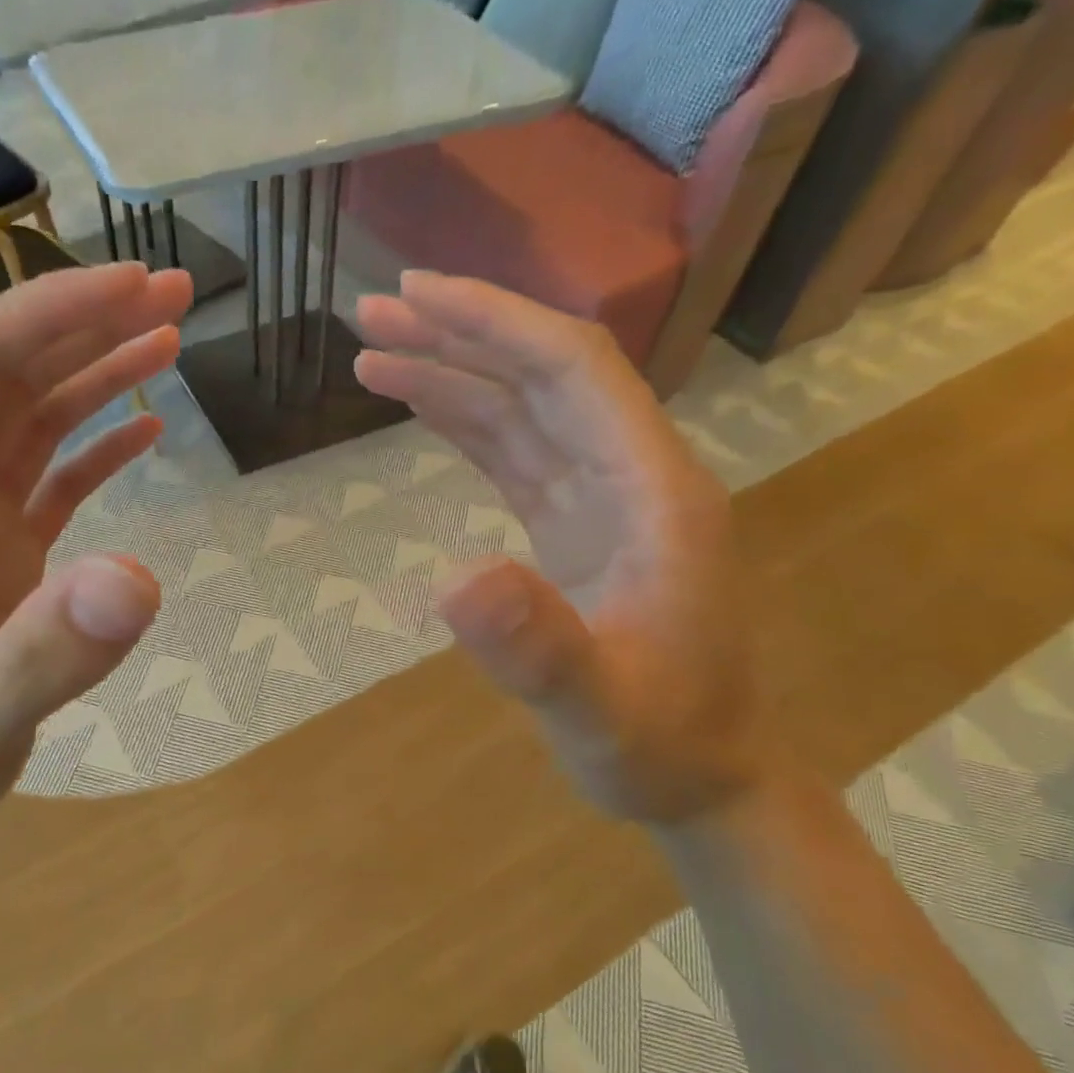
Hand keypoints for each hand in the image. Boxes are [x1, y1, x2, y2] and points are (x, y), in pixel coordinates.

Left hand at [0, 263, 193, 858]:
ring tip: (170, 337)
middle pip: (3, 374)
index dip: (44, 315)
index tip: (131, 288)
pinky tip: (146, 428)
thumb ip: (47, 654)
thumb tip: (140, 577)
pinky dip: (97, 444)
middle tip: (174, 290)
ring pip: (30, 418)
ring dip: (96, 372)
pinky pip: (49, 476)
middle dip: (83, 322)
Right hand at [354, 272, 766, 824]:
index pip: (574, 371)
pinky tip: (421, 405)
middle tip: (374, 309)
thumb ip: (539, 649)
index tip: (418, 295)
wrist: (699, 778)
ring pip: (523, 408)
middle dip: (460, 332)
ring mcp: (603, 499)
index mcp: (654, 491)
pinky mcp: (574, 526)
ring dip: (452, 372)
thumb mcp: (598, 711)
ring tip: (374, 352)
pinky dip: (464, 422)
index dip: (496, 323)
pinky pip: (515, 453)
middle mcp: (632, 474)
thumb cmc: (660, 745)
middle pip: (543, 374)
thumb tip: (452, 578)